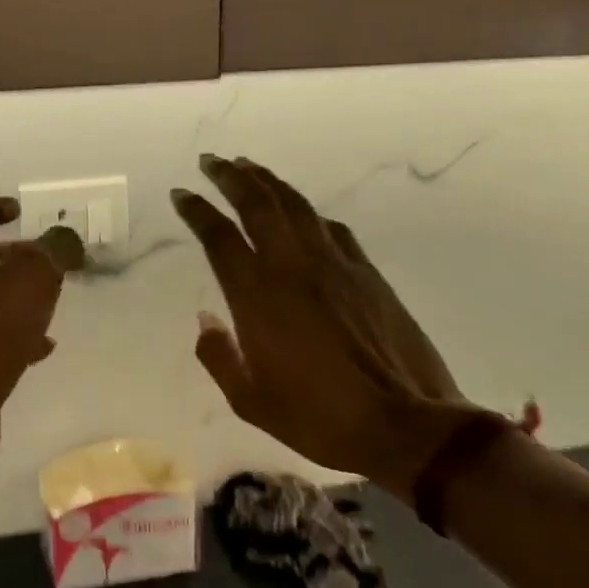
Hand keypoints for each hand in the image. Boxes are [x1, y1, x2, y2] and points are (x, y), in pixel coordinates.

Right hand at [171, 154, 481, 495]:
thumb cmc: (321, 418)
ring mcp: (333, 264)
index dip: (197, 210)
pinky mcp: (366, 272)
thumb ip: (218, 356)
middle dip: (229, 177)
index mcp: (257, 296)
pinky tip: (300, 208)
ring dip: (267, 181)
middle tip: (210, 161)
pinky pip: (330, 227)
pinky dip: (307, 210)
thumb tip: (205, 319)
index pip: (219, 237)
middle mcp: (291, 267)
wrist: (407, 426)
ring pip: (294, 205)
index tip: (181, 193)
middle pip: (257, 204)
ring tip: (247, 166)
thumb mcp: (250, 401)